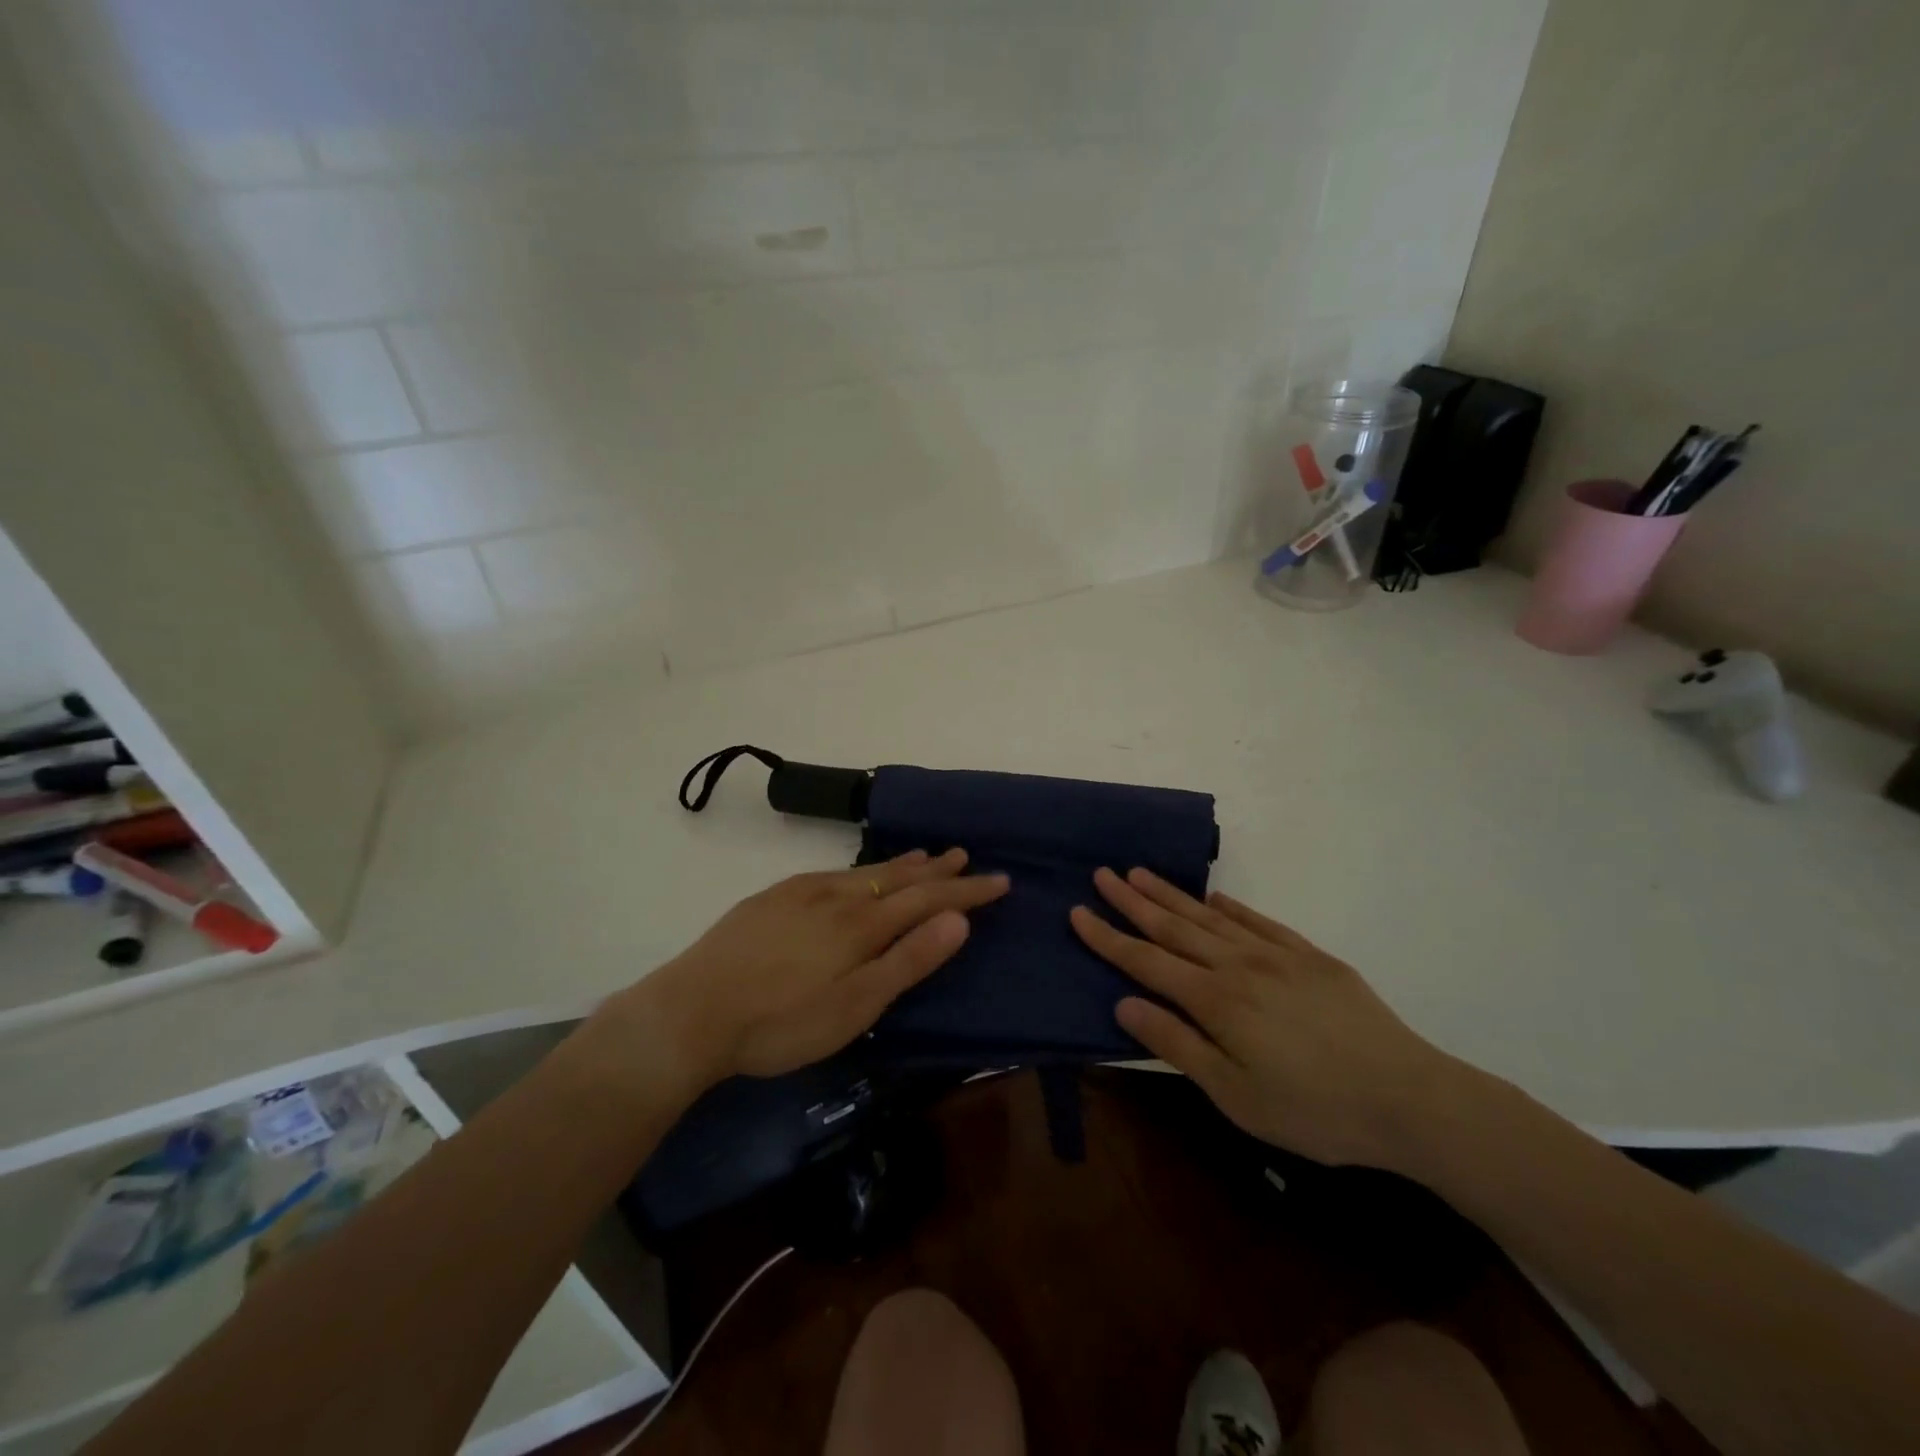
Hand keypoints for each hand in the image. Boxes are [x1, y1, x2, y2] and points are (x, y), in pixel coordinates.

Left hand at [624, 849, 1008, 1088]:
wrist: (691, 1013)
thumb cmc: (781, 1023)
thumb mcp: (855, 1006)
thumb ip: (908, 960)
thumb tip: (958, 919)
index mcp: (862, 925)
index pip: (929, 899)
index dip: (967, 891)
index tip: (1000, 880)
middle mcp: (837, 897)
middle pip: (898, 878)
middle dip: (936, 868)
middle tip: (964, 854)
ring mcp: (801, 893)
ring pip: (864, 872)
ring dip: (900, 865)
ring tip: (923, 855)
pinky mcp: (773, 898)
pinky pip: (832, 873)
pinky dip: (859, 869)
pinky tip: (854, 874)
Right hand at [1071, 867, 1468, 1170]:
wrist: (1410, 1098)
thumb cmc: (1314, 1110)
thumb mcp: (1235, 1096)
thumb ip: (1177, 1045)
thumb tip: (1124, 1004)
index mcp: (1215, 1000)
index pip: (1145, 961)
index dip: (1108, 938)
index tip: (1078, 912)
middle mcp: (1238, 965)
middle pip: (1173, 927)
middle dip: (1132, 901)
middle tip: (1102, 874)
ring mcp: (1277, 955)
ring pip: (1210, 918)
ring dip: (1171, 895)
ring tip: (1140, 873)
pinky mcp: (1311, 956)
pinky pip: (1259, 922)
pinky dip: (1231, 908)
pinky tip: (1214, 899)